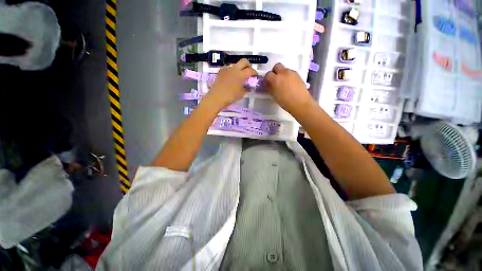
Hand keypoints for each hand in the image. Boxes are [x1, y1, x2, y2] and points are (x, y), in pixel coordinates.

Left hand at [203, 59, 256, 109]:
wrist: (216, 97)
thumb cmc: (231, 97)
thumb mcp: (241, 94)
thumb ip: (246, 88)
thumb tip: (249, 86)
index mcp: (241, 74)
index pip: (251, 70)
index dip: (254, 72)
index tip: (255, 76)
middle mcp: (235, 68)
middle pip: (244, 61)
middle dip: (248, 65)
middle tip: (248, 72)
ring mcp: (227, 68)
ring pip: (235, 64)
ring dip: (239, 68)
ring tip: (238, 76)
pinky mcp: (221, 71)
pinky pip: (228, 68)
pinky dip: (231, 71)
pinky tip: (230, 78)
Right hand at [264, 63, 314, 114]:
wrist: (300, 103)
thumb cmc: (285, 102)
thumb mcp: (274, 96)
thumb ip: (270, 88)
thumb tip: (268, 85)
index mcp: (276, 79)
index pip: (268, 74)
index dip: (266, 78)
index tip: (267, 83)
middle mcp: (283, 73)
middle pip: (277, 66)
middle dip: (274, 71)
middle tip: (275, 80)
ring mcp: (292, 73)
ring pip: (284, 69)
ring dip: (282, 74)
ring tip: (283, 83)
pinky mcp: (298, 75)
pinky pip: (290, 73)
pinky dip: (288, 76)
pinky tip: (289, 84)